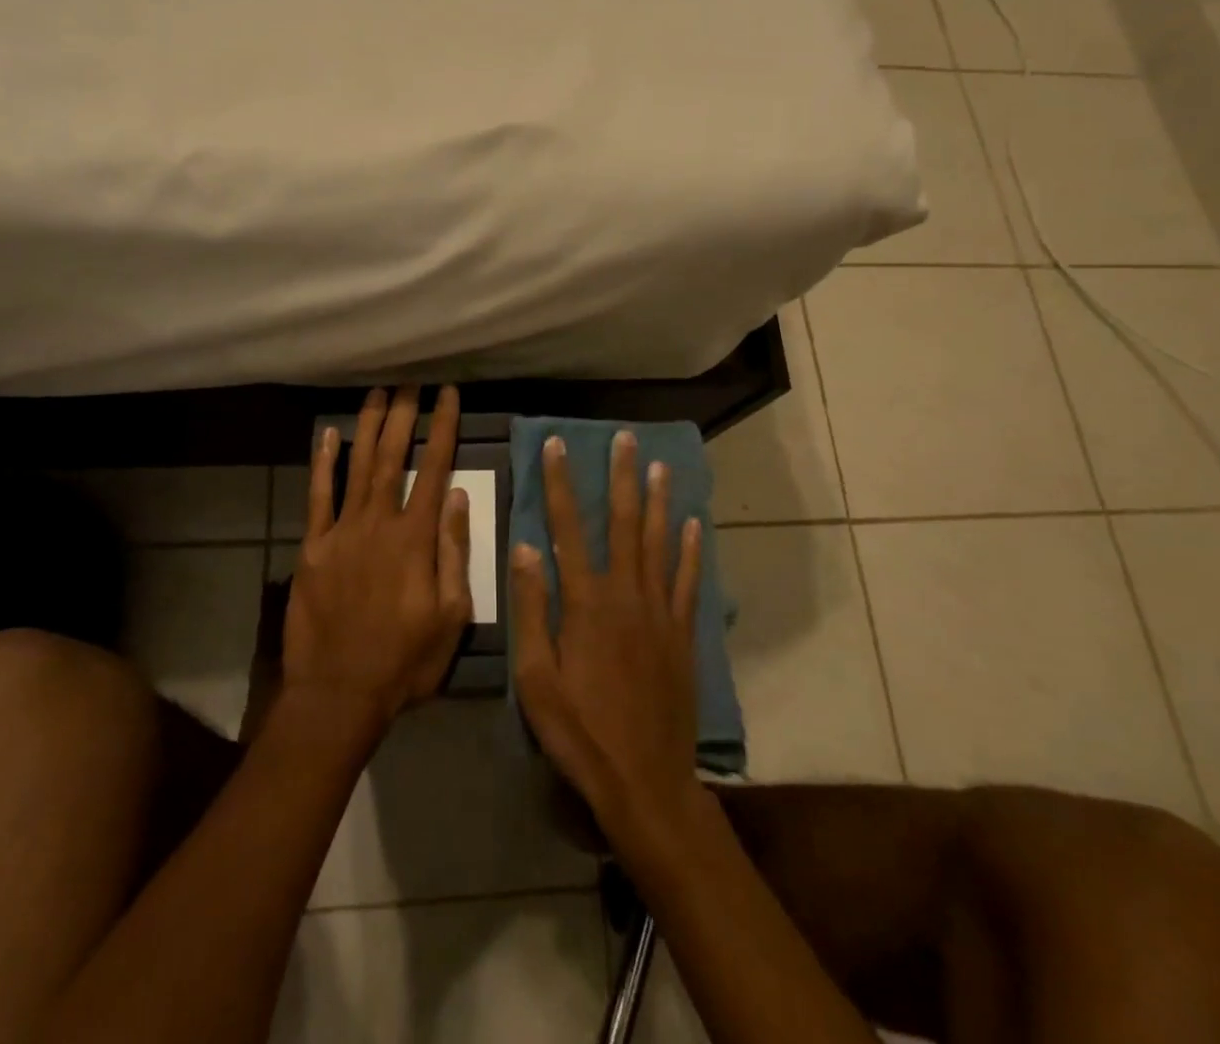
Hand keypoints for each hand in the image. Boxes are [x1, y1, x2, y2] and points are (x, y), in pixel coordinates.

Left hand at [284, 386, 472, 728]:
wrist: (338, 694)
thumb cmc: (404, 660)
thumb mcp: (451, 616)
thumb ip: (454, 552)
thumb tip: (458, 496)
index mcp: (416, 539)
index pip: (434, 469)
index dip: (443, 428)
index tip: (448, 394)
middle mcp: (378, 523)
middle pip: (392, 457)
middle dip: (404, 414)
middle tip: (410, 380)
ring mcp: (341, 532)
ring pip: (357, 466)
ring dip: (368, 426)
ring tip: (378, 392)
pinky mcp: (313, 547)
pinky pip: (318, 497)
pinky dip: (323, 463)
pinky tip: (328, 435)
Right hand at [510, 431, 704, 845]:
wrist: (645, 781)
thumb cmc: (580, 731)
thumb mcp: (536, 677)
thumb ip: (532, 608)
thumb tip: (526, 547)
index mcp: (586, 602)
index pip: (567, 528)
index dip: (561, 484)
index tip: (557, 445)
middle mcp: (626, 594)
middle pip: (624, 524)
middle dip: (621, 478)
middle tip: (625, 439)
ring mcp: (660, 613)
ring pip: (660, 543)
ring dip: (659, 501)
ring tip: (660, 465)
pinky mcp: (683, 635)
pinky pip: (688, 582)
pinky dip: (691, 550)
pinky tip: (694, 525)